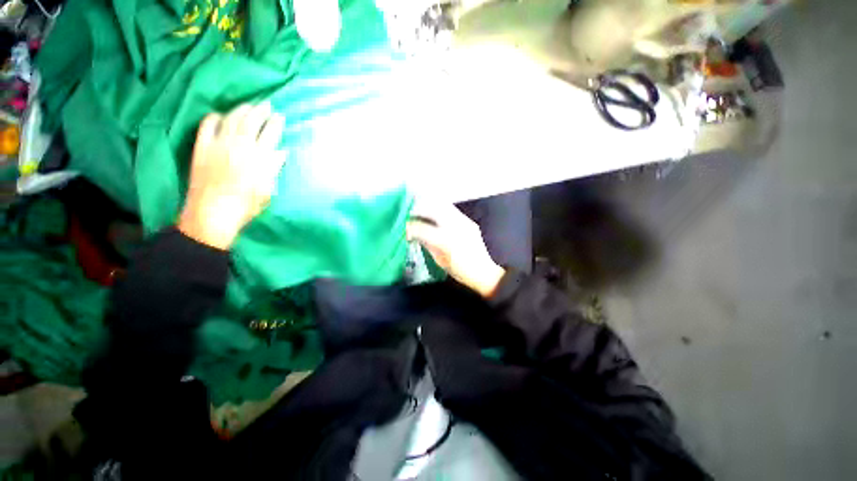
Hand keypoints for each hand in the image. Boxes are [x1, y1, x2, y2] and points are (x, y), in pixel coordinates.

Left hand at [178, 103, 285, 249]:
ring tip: (247, 105)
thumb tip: (280, 152)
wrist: (213, 213)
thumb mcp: (268, 190)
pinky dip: (213, 117)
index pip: (270, 134)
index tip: (280, 116)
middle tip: (266, 104)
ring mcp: (218, 144)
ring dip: (240, 109)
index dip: (276, 123)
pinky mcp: (201, 147)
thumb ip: (273, 168)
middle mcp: (240, 146)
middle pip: (251, 121)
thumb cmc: (246, 205)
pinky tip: (219, 115)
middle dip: (260, 110)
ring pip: (230, 119)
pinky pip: (206, 125)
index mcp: (259, 158)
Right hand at [407, 202, 505, 297]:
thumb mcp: (439, 260)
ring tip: (421, 208)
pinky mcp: (469, 222)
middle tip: (410, 211)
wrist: (483, 272)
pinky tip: (435, 214)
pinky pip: (452, 211)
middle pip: (433, 209)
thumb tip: (415, 234)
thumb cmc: (459, 271)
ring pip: (443, 206)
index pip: (423, 229)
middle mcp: (455, 227)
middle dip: (419, 208)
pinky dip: (440, 209)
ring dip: (430, 205)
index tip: (404, 227)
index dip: (411, 227)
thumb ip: (427, 244)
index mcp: (445, 241)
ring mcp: (464, 222)